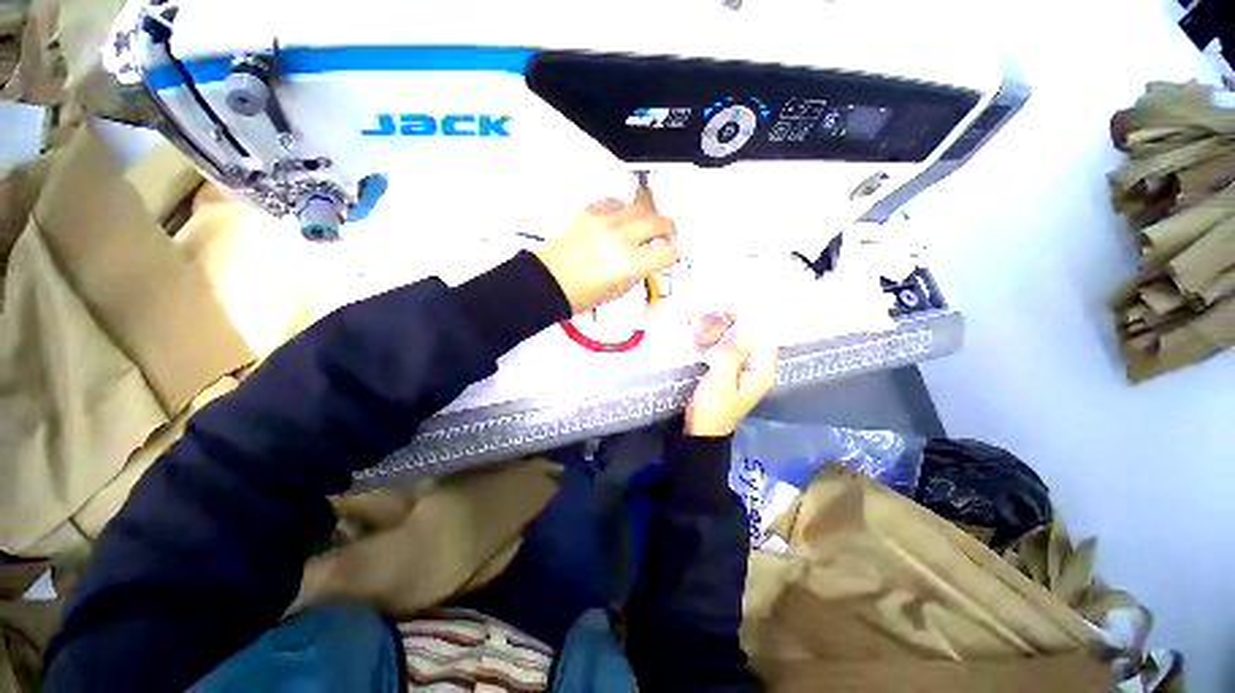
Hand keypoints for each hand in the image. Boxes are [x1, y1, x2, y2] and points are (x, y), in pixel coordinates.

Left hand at [533, 198, 679, 313]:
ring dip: (646, 217)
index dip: (674, 253)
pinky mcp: (589, 212)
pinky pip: (614, 202)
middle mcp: (623, 240)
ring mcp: (606, 222)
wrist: (550, 281)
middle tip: (667, 233)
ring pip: (639, 208)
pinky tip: (618, 219)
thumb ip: (638, 272)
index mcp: (632, 265)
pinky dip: (621, 210)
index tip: (673, 252)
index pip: (667, 253)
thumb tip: (647, 260)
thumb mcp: (619, 291)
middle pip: (659, 222)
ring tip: (642, 225)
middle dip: (668, 228)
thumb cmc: (584, 295)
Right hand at [686, 313, 777, 436]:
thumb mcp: (721, 378)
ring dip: (717, 334)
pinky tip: (699, 341)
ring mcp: (743, 369)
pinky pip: (725, 349)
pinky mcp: (729, 372)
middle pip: (748, 334)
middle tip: (703, 331)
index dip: (745, 317)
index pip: (761, 333)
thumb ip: (732, 350)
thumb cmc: (712, 408)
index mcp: (762, 369)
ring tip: (697, 338)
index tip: (722, 309)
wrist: (700, 434)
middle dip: (726, 327)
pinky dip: (713, 342)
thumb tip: (744, 322)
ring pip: (734, 340)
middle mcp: (756, 366)